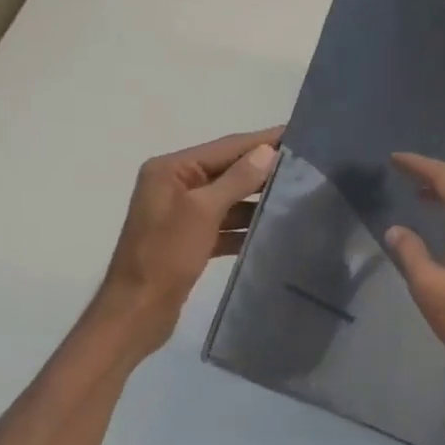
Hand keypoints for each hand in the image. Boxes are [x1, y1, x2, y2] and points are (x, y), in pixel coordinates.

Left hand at [88, 128, 280, 359]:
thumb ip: (236, 180)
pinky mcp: (191, 240)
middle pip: (228, 170)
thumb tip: (267, 152)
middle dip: (263, 169)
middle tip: (307, 166)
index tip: (298, 132)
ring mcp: (182, 214)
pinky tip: (274, 228)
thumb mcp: (202, 212)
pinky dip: (246, 226)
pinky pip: (225, 224)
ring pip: (229, 199)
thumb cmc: (165, 256)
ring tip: (298, 195)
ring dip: (258, 199)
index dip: (262, 140)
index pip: (226, 147)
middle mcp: (174, 185)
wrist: (137, 312)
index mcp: (170, 170)